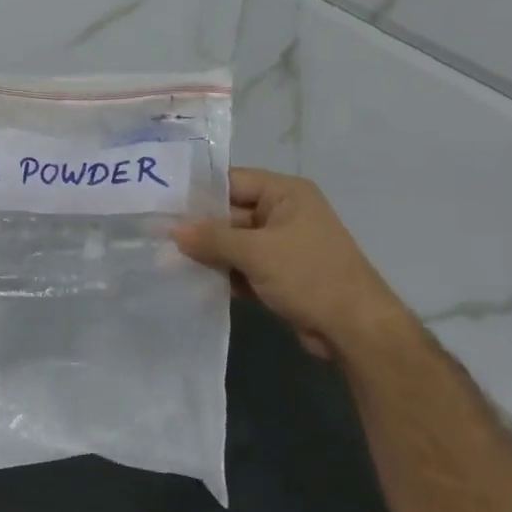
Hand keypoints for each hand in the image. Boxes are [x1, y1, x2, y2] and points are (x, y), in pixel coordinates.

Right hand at [174, 168, 409, 361]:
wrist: (355, 329)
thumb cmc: (310, 276)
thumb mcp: (257, 252)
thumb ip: (212, 238)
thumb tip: (173, 231)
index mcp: (285, 194)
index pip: (232, 181)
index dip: (197, 191)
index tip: (160, 202)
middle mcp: (282, 213)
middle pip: (229, 213)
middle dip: (197, 227)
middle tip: (155, 235)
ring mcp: (280, 246)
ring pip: (232, 243)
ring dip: (206, 254)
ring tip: (164, 260)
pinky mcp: (277, 274)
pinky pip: (241, 266)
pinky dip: (221, 273)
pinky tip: (189, 281)